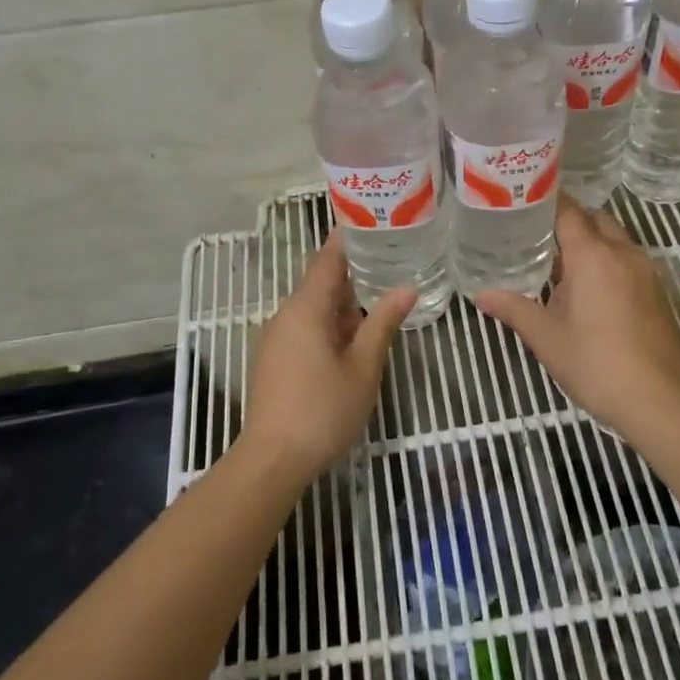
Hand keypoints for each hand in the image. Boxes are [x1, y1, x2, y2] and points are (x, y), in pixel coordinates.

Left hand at [241, 232, 414, 478]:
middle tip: (392, 258)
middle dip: (354, 271)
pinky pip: (306, 327)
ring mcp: (277, 338)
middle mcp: (286, 314)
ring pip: (315, 307)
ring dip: (345, 301)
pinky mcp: (275, 359)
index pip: (328, 258)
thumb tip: (407, 288)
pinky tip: (357, 335)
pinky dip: (332, 322)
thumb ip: (383, 323)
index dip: (349, 238)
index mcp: (306, 308)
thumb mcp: (364, 366)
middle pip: (322, 281)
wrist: (272, 459)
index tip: (373, 220)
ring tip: (382, 294)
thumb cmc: (323, 410)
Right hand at [474, 200, 679, 436]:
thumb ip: (514, 310)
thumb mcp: (547, 339)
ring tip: (557, 262)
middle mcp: (623, 253)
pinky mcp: (658, 292)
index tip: (521, 202)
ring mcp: (646, 271)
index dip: (546, 201)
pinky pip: (628, 260)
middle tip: (535, 234)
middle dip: (568, 221)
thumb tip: (482, 295)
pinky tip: (587, 289)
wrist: (662, 401)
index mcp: (593, 256)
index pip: (568, 211)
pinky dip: (607, 261)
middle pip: (595, 219)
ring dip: (590, 242)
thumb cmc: (598, 365)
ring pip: (615, 239)